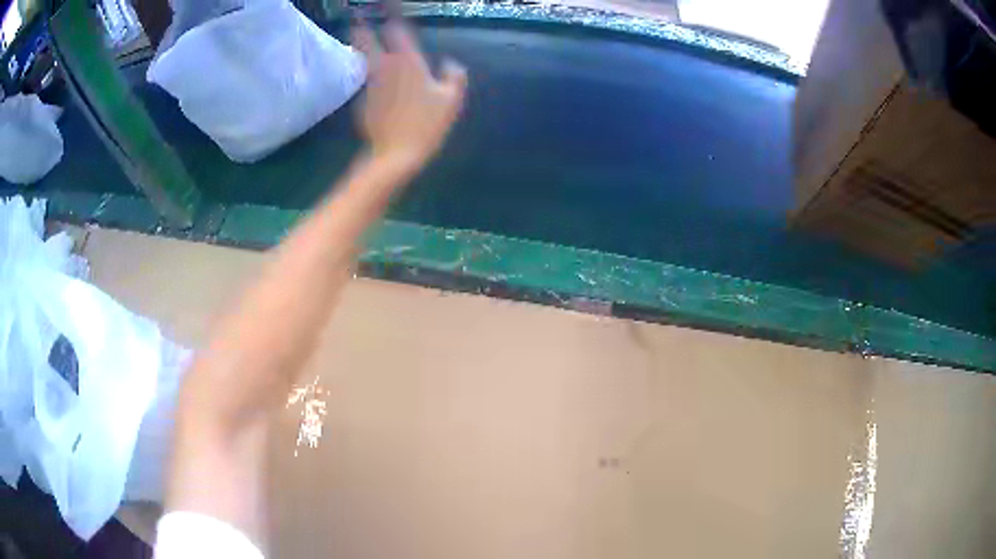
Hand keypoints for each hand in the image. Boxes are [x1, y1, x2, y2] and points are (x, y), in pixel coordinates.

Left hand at [353, 18, 467, 171]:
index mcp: (408, 62)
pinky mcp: (363, 100)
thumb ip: (454, 75)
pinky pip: (366, 79)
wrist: (396, 153)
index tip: (388, 8)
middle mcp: (385, 67)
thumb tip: (449, 63)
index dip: (392, 17)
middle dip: (362, 28)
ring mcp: (371, 84)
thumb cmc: (427, 124)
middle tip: (357, 20)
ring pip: (364, 58)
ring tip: (357, 37)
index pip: (396, 31)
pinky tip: (370, 74)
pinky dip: (367, 73)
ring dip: (361, 47)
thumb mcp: (451, 99)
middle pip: (368, 40)